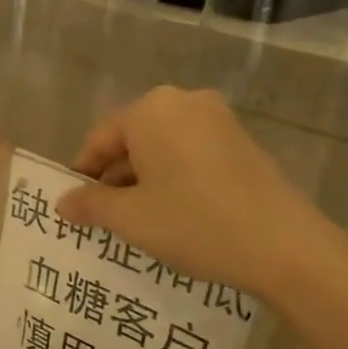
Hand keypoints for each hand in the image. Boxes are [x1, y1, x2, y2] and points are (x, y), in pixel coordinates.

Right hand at [56, 86, 331, 302]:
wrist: (285, 246)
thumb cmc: (194, 223)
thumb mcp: (130, 218)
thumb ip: (90, 204)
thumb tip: (62, 201)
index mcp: (151, 110)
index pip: (99, 139)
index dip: (82, 175)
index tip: (75, 208)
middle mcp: (184, 102)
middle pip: (132, 140)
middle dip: (114, 179)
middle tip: (104, 219)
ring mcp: (219, 120)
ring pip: (163, 149)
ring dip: (144, 181)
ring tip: (139, 223)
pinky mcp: (242, 142)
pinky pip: (191, 155)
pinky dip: (175, 179)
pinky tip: (176, 215)